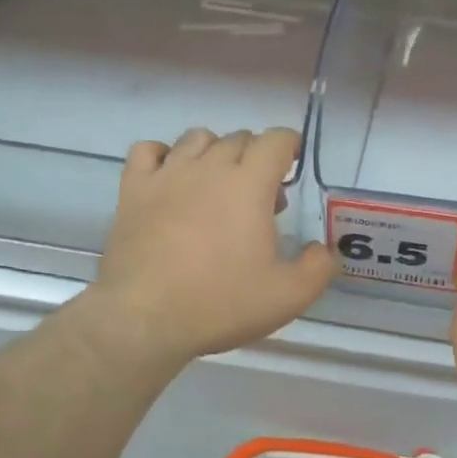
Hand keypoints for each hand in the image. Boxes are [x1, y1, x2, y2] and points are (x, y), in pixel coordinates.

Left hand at [90, 126, 335, 364]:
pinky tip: (170, 179)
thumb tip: (323, 250)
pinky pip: (147, 151)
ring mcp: (167, 175)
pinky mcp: (133, 190)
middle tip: (260, 198)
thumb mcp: (288, 296)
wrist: (144, 318)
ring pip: (196, 139)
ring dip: (215, 152)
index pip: (275, 140)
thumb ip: (318, 268)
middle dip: (256, 157)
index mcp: (249, 184)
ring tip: (217, 185)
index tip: (292, 166)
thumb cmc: (221, 303)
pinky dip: (163, 156)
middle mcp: (209, 168)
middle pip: (238, 138)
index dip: (289, 145)